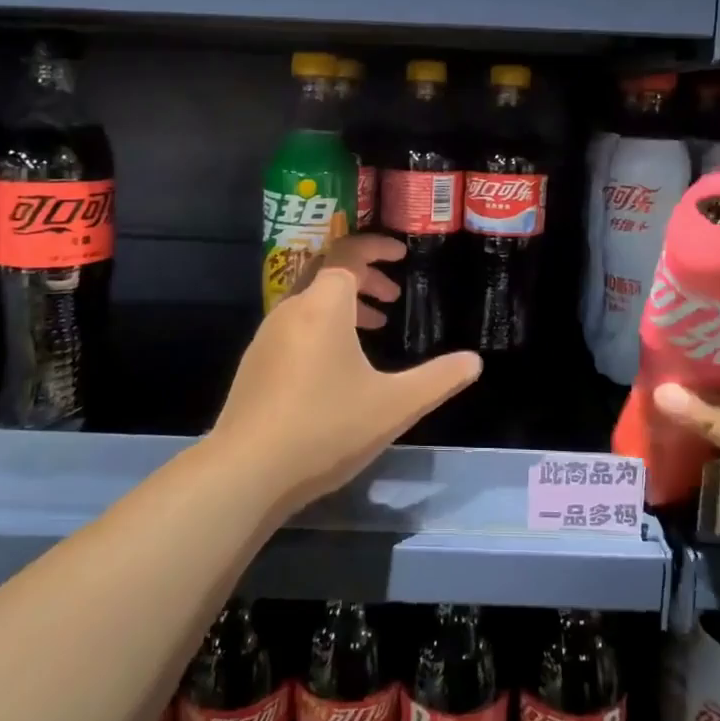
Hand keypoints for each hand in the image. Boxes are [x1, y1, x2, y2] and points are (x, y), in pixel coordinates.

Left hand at [212, 265, 479, 512]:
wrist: (245, 473)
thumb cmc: (326, 428)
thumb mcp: (395, 405)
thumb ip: (438, 379)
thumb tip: (474, 361)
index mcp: (324, 306)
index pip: (348, 253)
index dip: (376, 247)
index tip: (401, 255)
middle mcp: (291, 310)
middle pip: (328, 273)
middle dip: (364, 277)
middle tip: (392, 297)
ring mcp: (267, 337)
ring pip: (310, 302)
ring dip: (344, 306)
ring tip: (373, 328)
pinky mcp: (255, 365)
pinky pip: (294, 326)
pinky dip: (322, 328)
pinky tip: (337, 368)